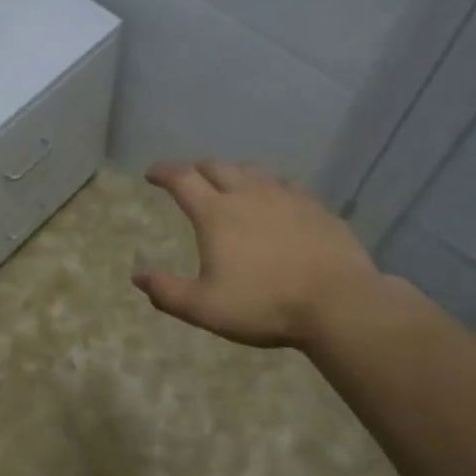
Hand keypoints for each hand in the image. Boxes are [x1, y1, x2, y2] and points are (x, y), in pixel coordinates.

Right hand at [133, 160, 400, 348]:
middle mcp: (248, 194)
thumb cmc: (264, 304)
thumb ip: (167, 291)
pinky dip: (270, 189)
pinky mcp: (316, 207)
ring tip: (231, 187)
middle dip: (197, 170)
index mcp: (216, 213)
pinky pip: (286, 186)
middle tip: (190, 181)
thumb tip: (137, 276)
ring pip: (253, 172)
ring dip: (234, 175)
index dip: (163, 172)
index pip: (182, 179)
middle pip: (217, 167)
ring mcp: (286, 197)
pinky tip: (277, 202)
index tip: (151, 173)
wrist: (338, 302)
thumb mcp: (204, 308)